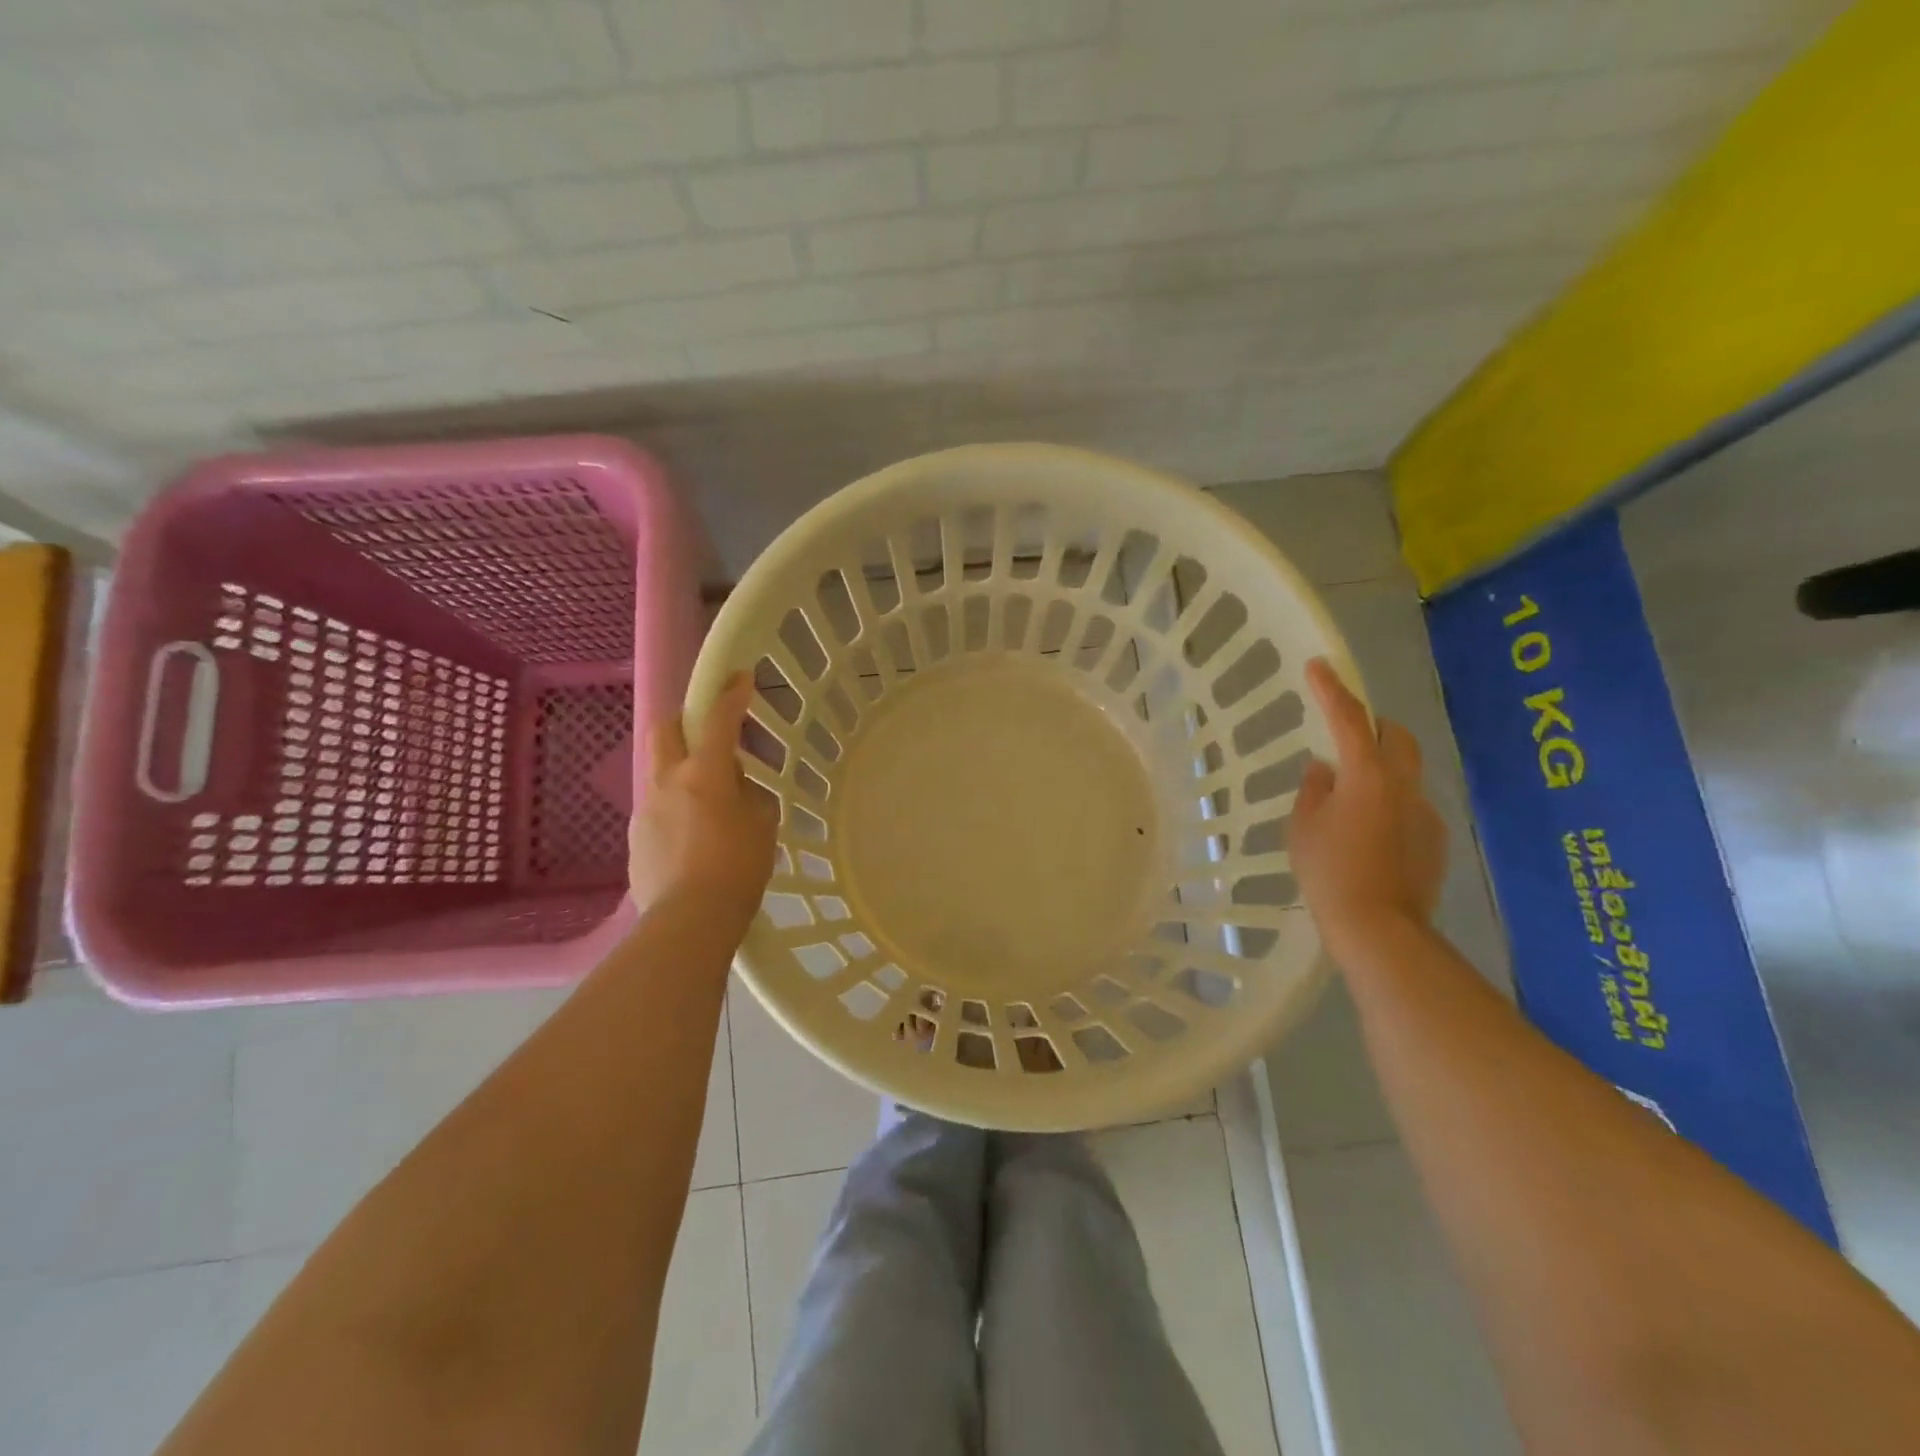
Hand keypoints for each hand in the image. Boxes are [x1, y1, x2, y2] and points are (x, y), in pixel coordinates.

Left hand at [630, 671, 777, 931]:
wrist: (689, 920)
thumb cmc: (738, 869)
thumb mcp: (763, 826)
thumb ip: (750, 796)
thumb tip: (737, 789)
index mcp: (704, 774)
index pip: (718, 720)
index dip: (731, 694)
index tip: (741, 677)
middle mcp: (667, 782)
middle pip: (665, 729)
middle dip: (685, 719)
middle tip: (708, 732)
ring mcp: (646, 809)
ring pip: (659, 770)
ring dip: (681, 769)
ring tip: (707, 801)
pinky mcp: (637, 838)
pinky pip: (657, 807)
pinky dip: (675, 807)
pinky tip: (693, 837)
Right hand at [1290, 657, 1447, 959]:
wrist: (1379, 928)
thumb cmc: (1329, 872)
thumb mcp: (1303, 827)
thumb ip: (1313, 789)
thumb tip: (1324, 770)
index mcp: (1366, 775)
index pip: (1348, 719)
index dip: (1332, 689)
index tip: (1318, 665)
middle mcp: (1404, 785)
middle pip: (1396, 736)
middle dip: (1372, 727)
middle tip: (1344, 738)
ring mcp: (1425, 812)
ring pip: (1405, 772)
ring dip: (1380, 771)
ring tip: (1349, 802)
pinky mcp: (1435, 839)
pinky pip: (1410, 806)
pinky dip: (1390, 805)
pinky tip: (1369, 837)